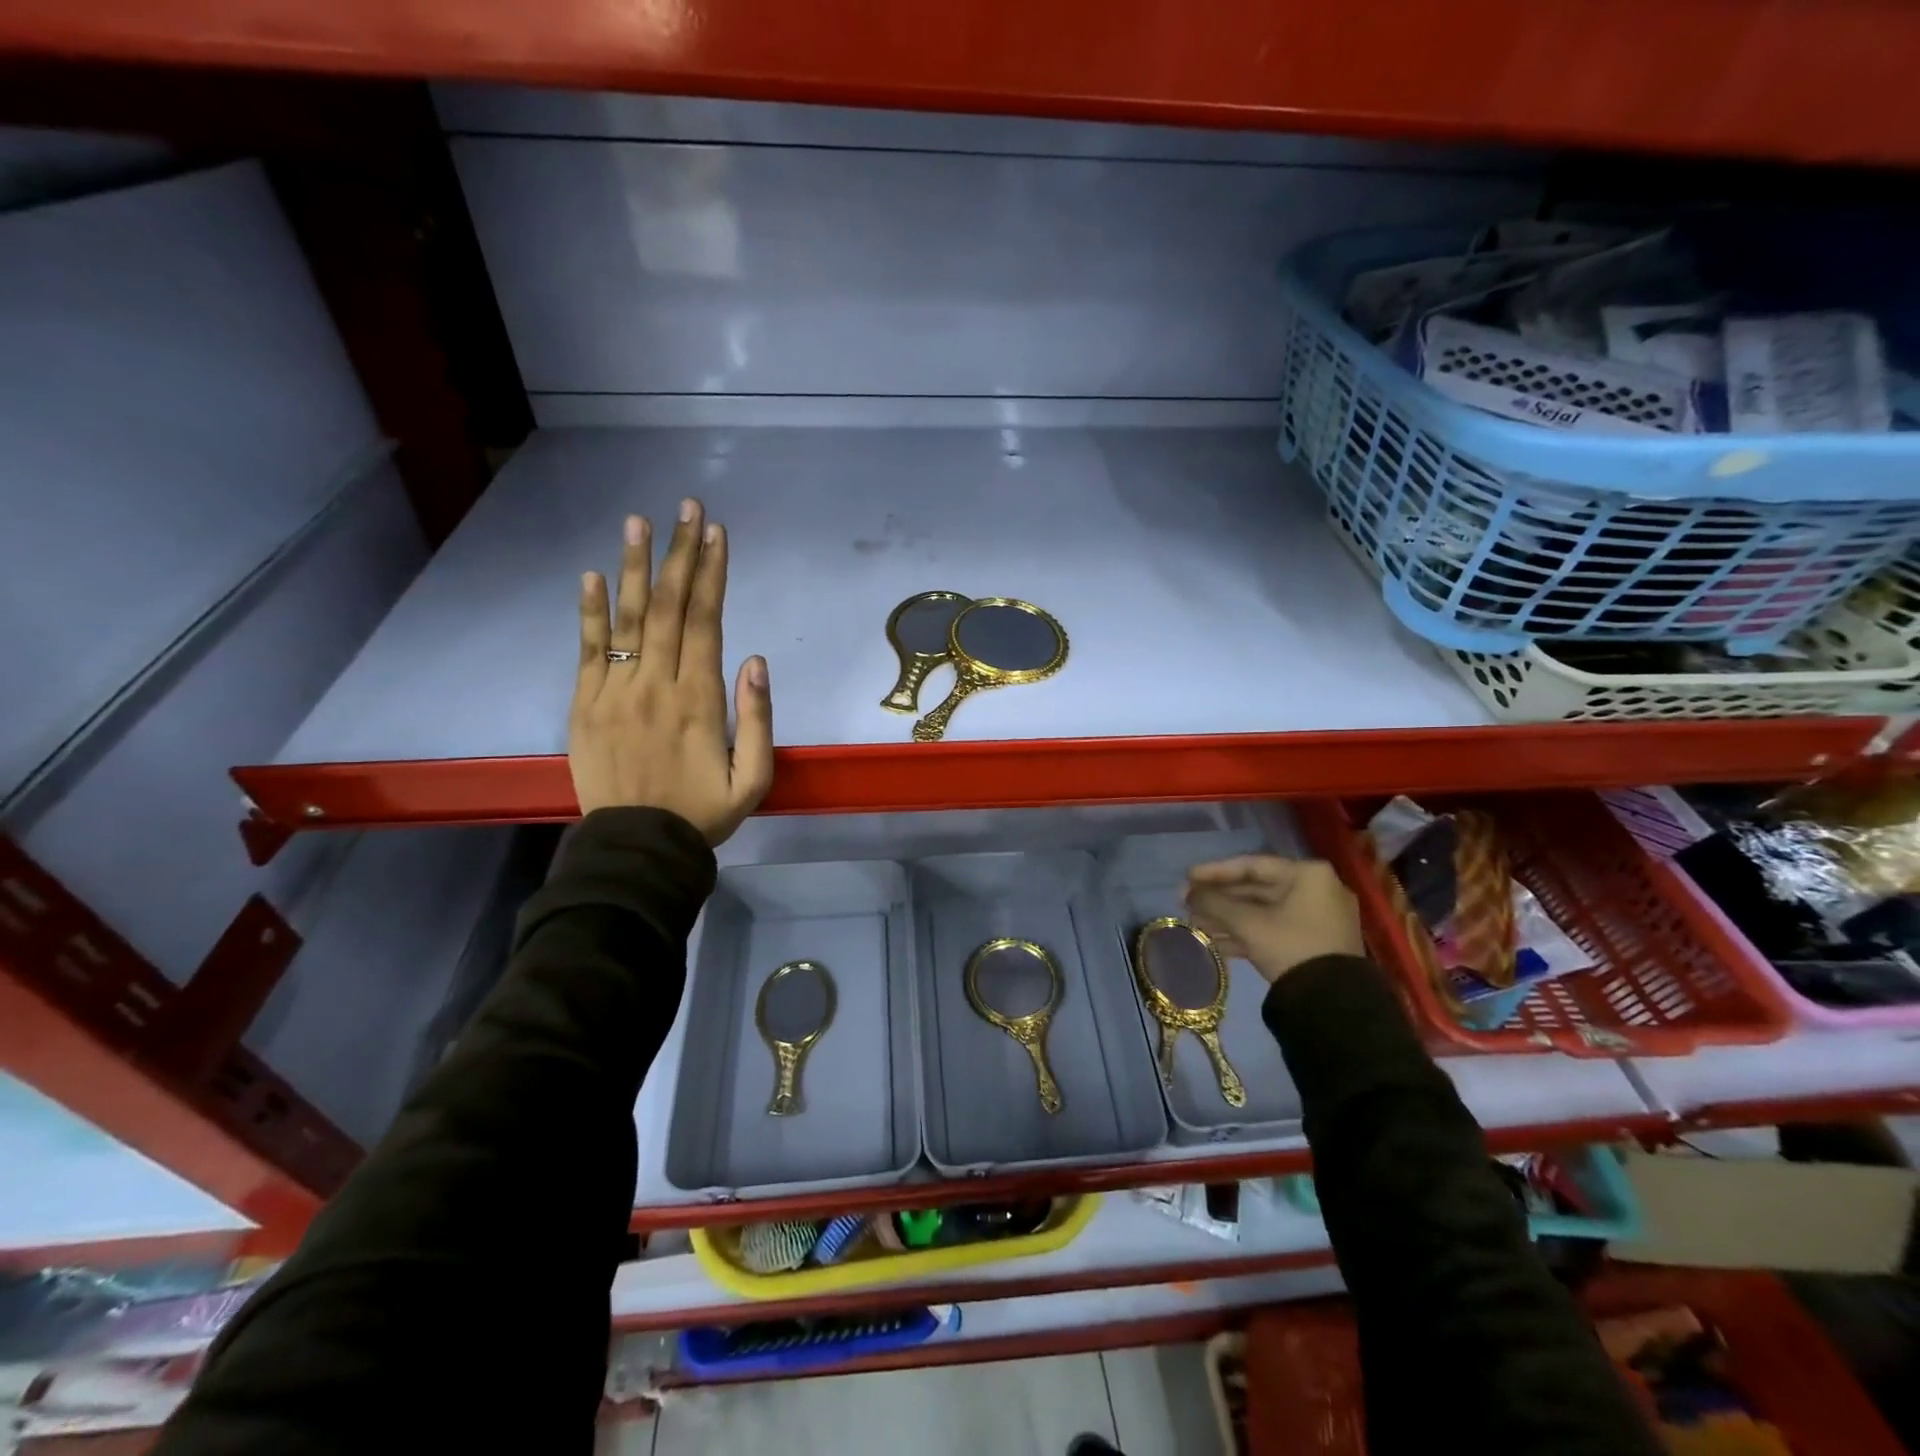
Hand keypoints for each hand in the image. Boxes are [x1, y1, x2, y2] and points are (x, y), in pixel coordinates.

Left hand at [570, 498, 773, 844]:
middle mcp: (655, 684)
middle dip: (680, 554)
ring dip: (633, 567)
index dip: (712, 574)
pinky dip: (588, 612)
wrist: (637, 848)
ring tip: (638, 521)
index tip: (717, 534)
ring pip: (625, 619)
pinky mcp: (584, 706)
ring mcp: (614, 692)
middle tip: (686, 508)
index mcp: (699, 700)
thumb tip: (756, 660)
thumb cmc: (702, 813)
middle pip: (667, 607)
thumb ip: (758, 719)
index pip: (705, 622)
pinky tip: (591, 575)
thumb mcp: (753, 779)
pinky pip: (586, 651)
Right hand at [1183, 856, 1363, 984]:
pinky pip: (1274, 929)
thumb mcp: (1247, 923)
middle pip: (1256, 889)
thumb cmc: (1290, 946)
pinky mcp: (1315, 942)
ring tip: (1194, 924)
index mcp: (1308, 875)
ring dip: (1228, 918)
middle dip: (1219, 899)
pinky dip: (1246, 934)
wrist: (1333, 1002)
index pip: (1252, 865)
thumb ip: (1214, 903)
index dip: (1214, 871)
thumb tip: (1187, 893)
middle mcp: (1317, 889)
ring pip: (1263, 911)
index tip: (1187, 877)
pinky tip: (1215, 942)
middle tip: (1187, 903)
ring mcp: (1318, 918)